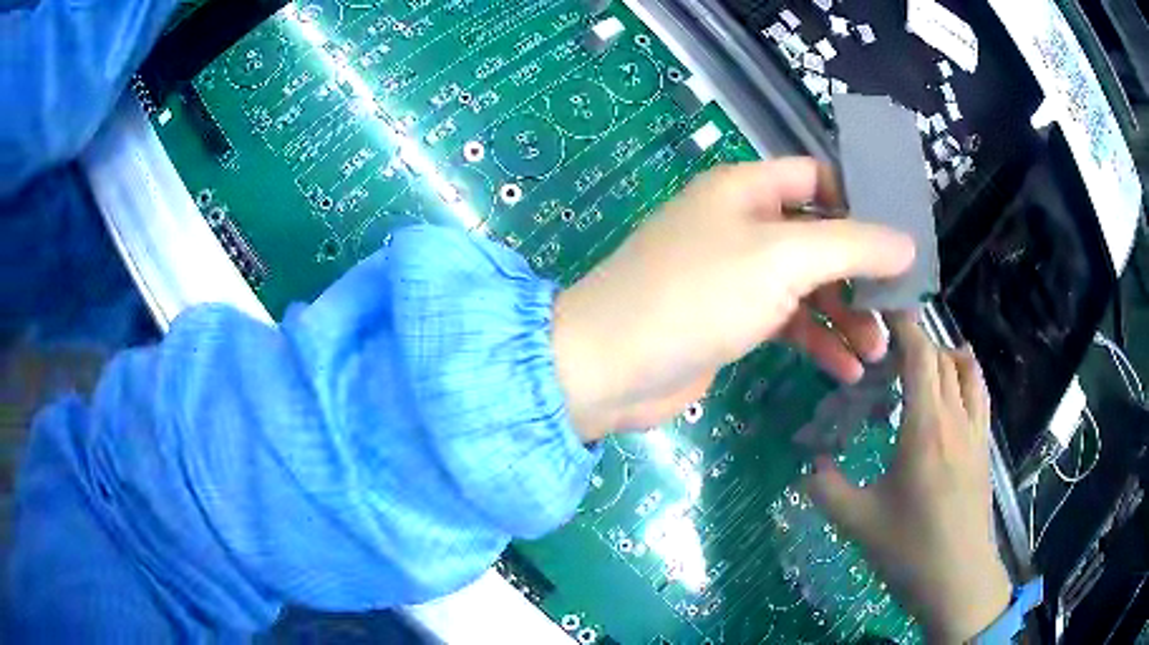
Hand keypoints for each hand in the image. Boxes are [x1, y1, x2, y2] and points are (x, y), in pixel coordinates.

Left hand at [552, 158, 914, 439]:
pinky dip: (816, 343)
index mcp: (746, 189)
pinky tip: (845, 369)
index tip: (899, 236)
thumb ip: (851, 247)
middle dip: (860, 273)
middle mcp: (742, 224)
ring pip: (806, 286)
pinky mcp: (730, 320)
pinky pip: (787, 323)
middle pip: (818, 238)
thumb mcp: (783, 259)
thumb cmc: (697, 294)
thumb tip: (907, 242)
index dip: (859, 200)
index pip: (816, 178)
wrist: (612, 365)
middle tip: (898, 307)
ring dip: (844, 316)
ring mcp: (735, 275)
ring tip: (875, 351)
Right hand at [805, 313, 1010, 642]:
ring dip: (944, 354)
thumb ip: (826, 487)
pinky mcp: (984, 448)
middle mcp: (956, 418)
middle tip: (886, 344)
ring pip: (967, 370)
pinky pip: (978, 394)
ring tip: (920, 362)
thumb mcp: (857, 522)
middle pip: (942, 356)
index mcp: (926, 428)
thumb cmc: (909, 550)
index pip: (921, 355)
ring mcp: (975, 432)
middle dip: (916, 338)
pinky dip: (964, 376)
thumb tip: (808, 463)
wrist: (958, 580)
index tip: (881, 309)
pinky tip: (950, 394)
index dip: (903, 324)